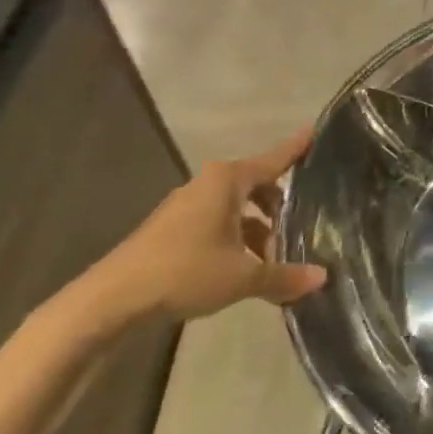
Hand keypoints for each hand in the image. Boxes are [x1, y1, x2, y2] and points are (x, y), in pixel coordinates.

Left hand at [90, 132, 328, 322]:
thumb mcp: (241, 277)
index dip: (296, 149)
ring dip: (257, 227)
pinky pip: (216, 222)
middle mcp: (208, 184)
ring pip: (235, 208)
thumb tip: (322, 278)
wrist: (110, 301)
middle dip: (279, 204)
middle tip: (302, 222)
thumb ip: (283, 276)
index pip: (274, 159)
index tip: (314, 132)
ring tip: (275, 256)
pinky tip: (243, 266)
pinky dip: (235, 237)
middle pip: (256, 185)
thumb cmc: (184, 272)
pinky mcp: (171, 229)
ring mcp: (186, 206)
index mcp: (228, 180)